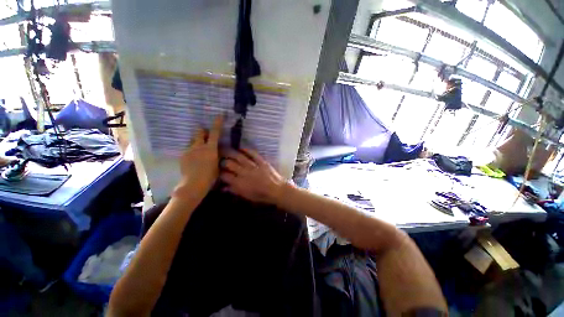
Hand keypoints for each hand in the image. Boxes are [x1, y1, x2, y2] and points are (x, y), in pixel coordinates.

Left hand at [175, 116, 223, 198]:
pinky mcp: (183, 155)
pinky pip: (189, 149)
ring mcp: (189, 150)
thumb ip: (217, 155)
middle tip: (207, 136)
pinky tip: (195, 160)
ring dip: (198, 141)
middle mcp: (199, 146)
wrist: (193, 184)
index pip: (215, 132)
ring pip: (193, 140)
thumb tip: (217, 150)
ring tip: (200, 151)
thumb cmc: (210, 176)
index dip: (217, 123)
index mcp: (210, 149)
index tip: (219, 115)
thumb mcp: (218, 165)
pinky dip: (193, 150)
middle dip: (203, 131)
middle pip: (199, 132)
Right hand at [220, 149, 288, 204]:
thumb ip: (234, 190)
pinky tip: (241, 147)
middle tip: (219, 158)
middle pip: (229, 164)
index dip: (219, 172)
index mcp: (239, 183)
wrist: (276, 190)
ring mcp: (253, 166)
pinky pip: (252, 153)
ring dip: (231, 152)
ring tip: (225, 149)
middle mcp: (243, 172)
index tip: (217, 170)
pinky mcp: (261, 161)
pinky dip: (246, 149)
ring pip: (239, 157)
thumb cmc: (261, 195)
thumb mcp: (246, 196)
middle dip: (222, 160)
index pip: (224, 175)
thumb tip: (223, 187)